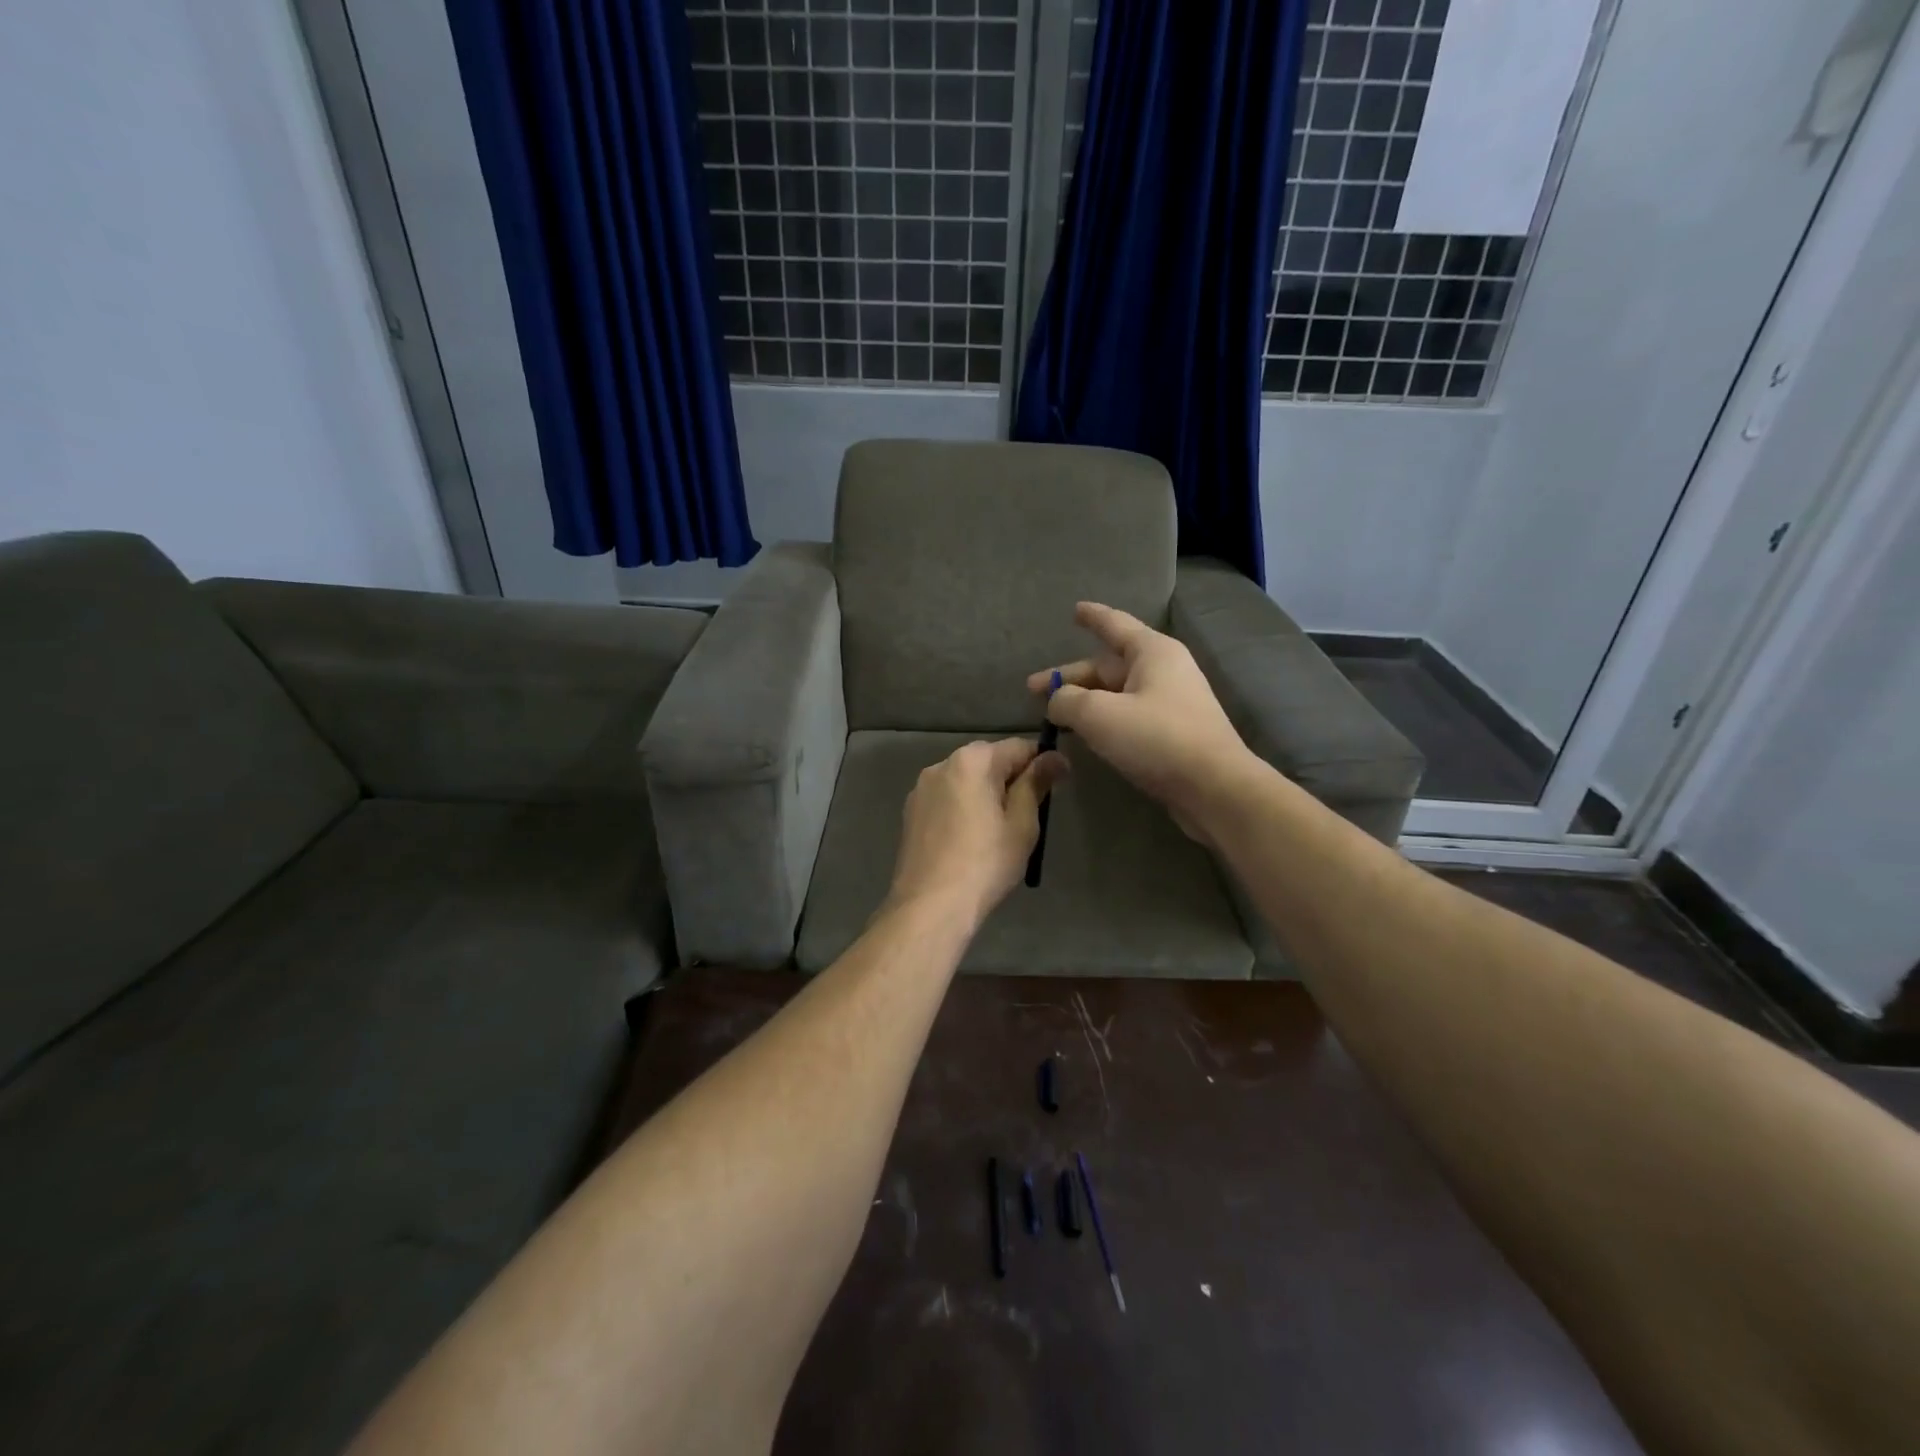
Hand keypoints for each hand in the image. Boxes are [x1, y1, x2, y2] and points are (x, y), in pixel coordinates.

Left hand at [886, 738, 1069, 928]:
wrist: (930, 906)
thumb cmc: (986, 864)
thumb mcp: (1022, 823)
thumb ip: (1036, 783)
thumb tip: (1055, 757)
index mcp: (972, 760)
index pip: (1017, 747)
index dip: (1041, 763)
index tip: (1058, 785)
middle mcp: (941, 764)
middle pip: (988, 760)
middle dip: (1011, 778)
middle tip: (1029, 814)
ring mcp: (921, 788)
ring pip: (965, 780)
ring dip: (985, 793)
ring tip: (998, 829)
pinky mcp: (911, 812)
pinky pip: (947, 798)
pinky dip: (963, 807)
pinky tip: (970, 838)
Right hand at [1028, 602, 1256, 840]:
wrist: (1214, 788)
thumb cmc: (1157, 739)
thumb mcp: (1099, 716)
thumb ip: (1067, 701)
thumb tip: (1057, 700)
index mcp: (1152, 653)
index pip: (1115, 625)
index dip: (1092, 617)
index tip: (1075, 610)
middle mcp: (1164, 671)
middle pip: (1109, 666)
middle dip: (1071, 677)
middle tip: (1032, 690)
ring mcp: (1170, 704)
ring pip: (1117, 694)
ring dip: (1085, 702)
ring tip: (1054, 715)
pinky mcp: (1172, 734)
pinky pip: (1129, 717)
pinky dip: (1103, 721)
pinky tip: (1085, 734)